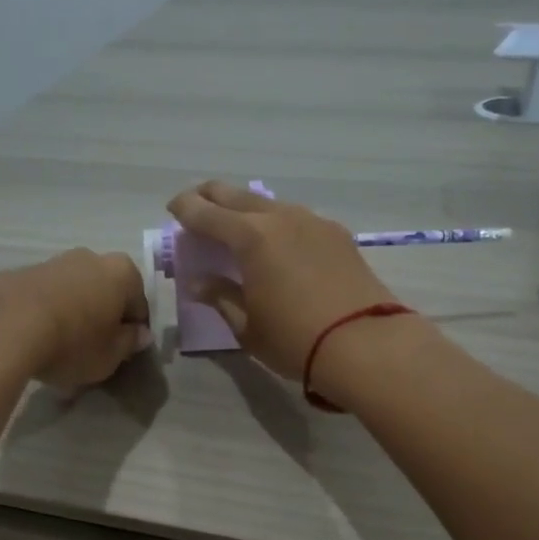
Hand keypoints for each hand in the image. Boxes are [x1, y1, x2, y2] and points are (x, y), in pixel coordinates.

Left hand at [0, 249, 149, 388]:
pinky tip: (37, 339)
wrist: (4, 326)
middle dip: (102, 317)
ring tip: (60, 347)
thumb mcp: (110, 356)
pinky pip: (46, 296)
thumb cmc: (73, 343)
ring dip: (74, 314)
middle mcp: (91, 258)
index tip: (122, 352)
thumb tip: (138, 334)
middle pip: (105, 292)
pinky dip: (47, 313)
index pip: (139, 305)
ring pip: (74, 292)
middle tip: (93, 349)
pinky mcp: (22, 271)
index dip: (133, 331)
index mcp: (123, 273)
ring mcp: (54, 261)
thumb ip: (128, 343)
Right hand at [165, 182, 400, 380]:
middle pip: (238, 195)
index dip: (186, 209)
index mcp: (251, 237)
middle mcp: (281, 218)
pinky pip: (295, 218)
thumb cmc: (295, 340)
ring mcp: (313, 222)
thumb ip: (221, 297)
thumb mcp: (247, 326)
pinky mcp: (337, 235)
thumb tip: (199, 282)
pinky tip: (276, 240)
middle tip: (196, 203)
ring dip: (246, 208)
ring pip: (270, 203)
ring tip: (235, 224)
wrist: (366, 344)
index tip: (172, 209)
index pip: (207, 213)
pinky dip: (276, 222)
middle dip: (212, 195)